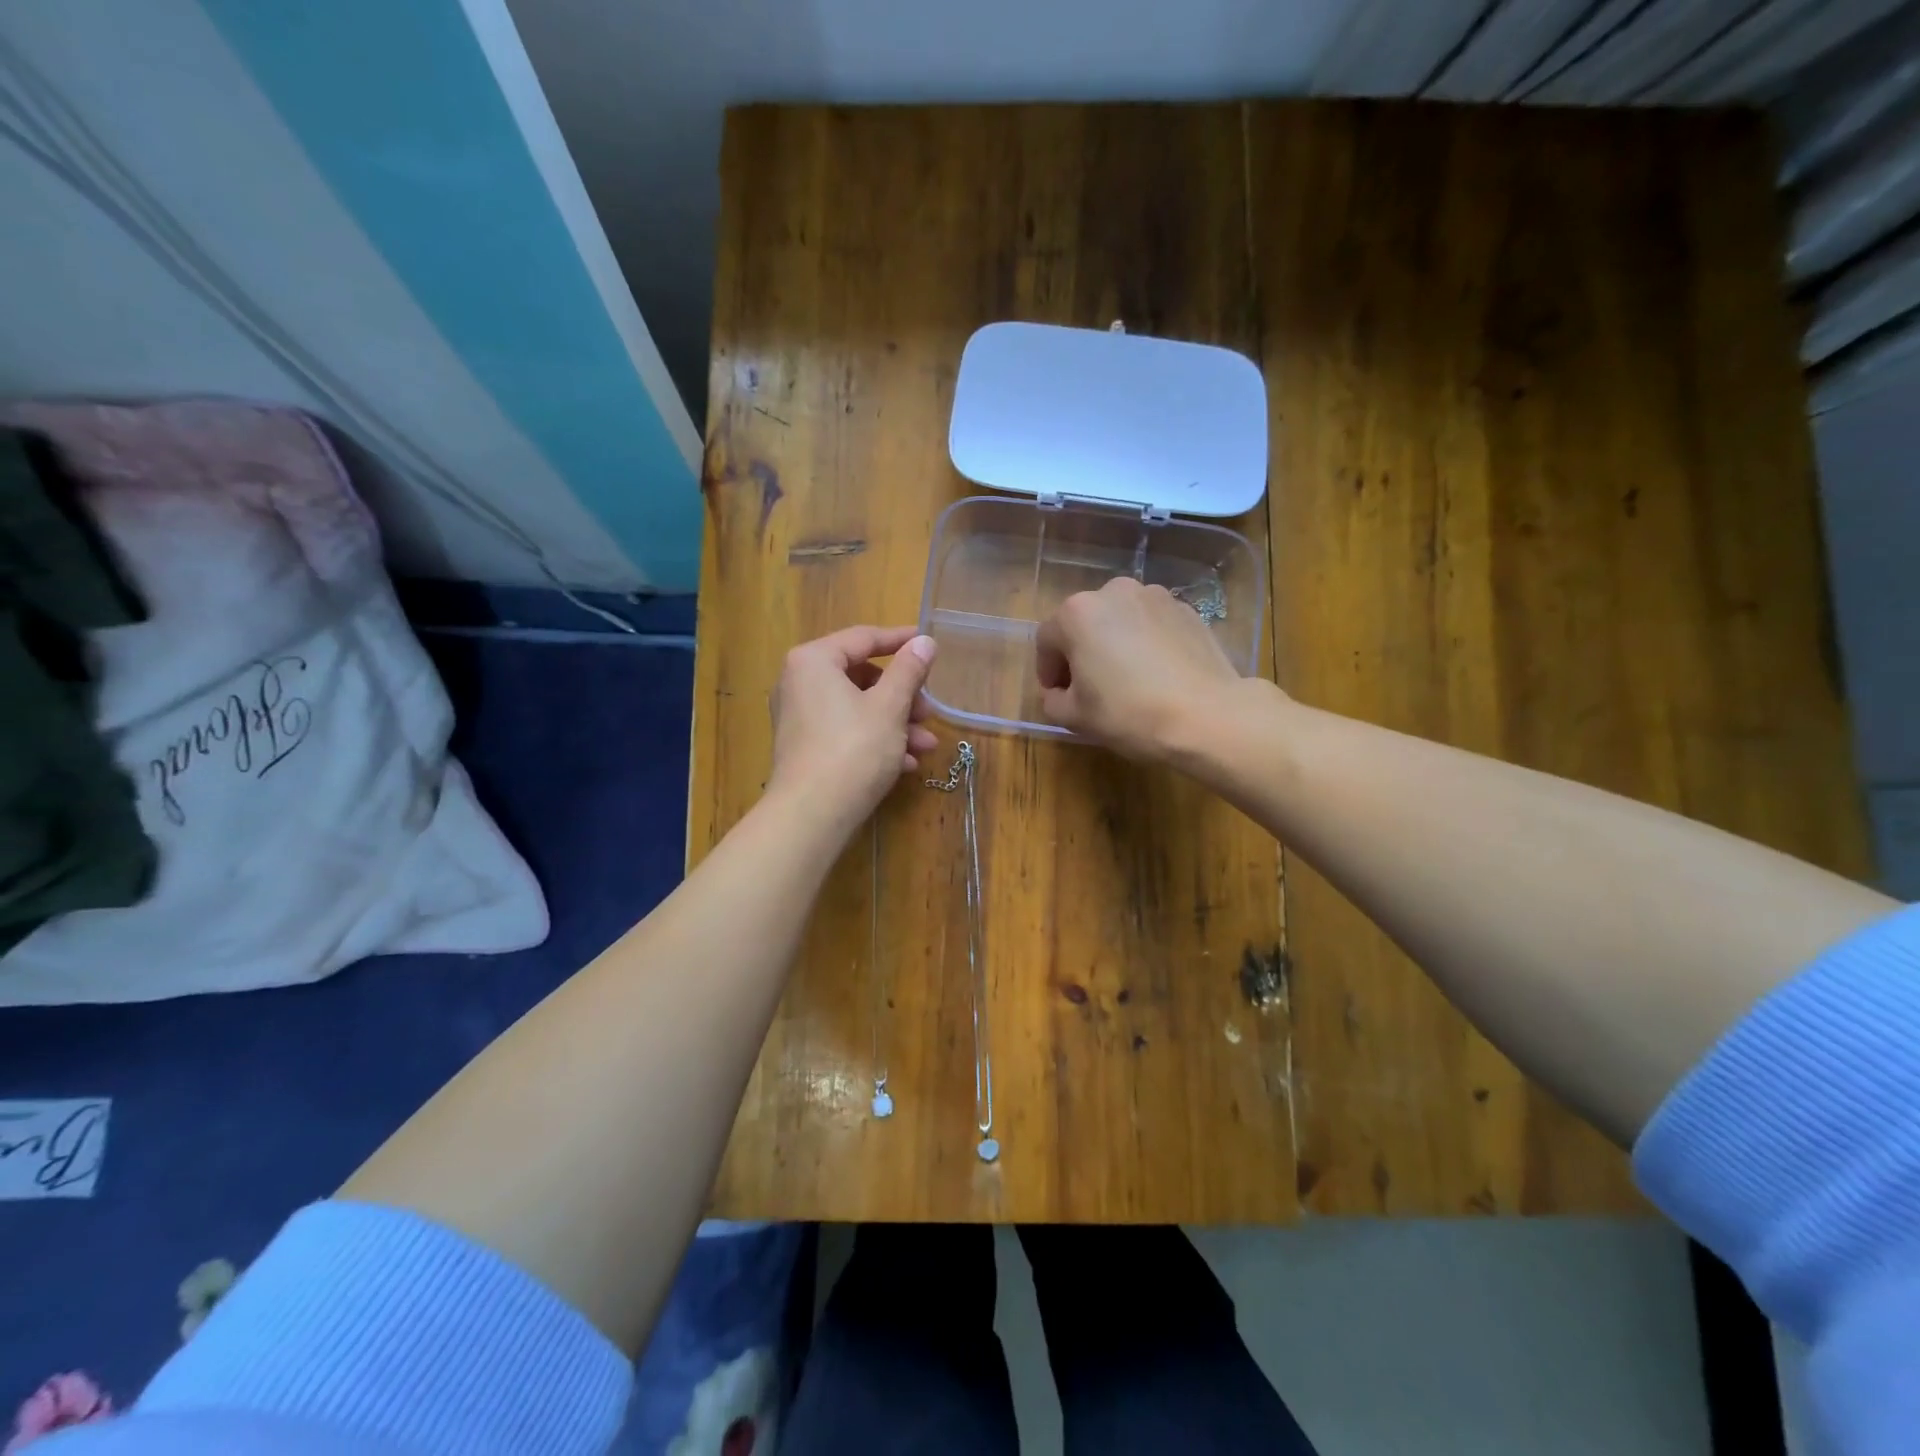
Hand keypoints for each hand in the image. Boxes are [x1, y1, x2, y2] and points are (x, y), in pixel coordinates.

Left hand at [769, 626, 939, 827]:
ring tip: (925, 746)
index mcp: (814, 661)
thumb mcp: (890, 706)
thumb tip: (925, 641)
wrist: (812, 815)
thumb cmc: (854, 750)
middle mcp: (799, 682)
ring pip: (857, 708)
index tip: (929, 645)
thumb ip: (909, 670)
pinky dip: (874, 740)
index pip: (864, 638)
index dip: (901, 641)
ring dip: (895, 723)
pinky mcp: (803, 747)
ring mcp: (798, 717)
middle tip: (929, 712)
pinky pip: (844, 731)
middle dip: (902, 696)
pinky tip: (904, 764)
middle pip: (861, 677)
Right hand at [1034, 578, 1250, 760]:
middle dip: (1081, 652)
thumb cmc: (1129, 713)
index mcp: (1077, 613)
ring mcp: (1154, 596)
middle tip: (1090, 688)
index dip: (1047, 671)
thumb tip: (1060, 692)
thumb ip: (1053, 699)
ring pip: (1119, 620)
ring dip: (1114, 643)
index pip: (1047, 640)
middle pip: (1084, 623)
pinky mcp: (1186, 609)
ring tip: (1126, 679)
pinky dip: (1145, 642)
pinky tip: (1156, 674)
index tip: (1058, 695)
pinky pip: (1151, 624)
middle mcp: (1113, 592)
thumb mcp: (1075, 717)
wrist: (1207, 715)